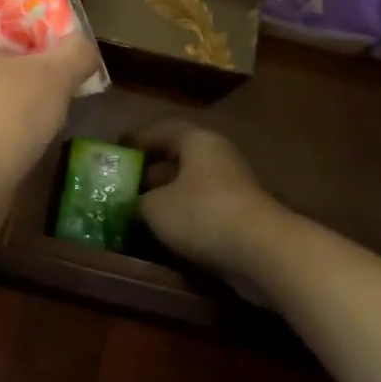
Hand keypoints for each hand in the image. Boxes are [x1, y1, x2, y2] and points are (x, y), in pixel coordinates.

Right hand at [134, 119, 292, 295]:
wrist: (263, 251)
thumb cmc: (202, 214)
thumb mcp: (155, 207)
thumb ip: (139, 200)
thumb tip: (136, 202)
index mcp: (196, 141)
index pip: (161, 130)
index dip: (137, 139)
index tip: (117, 151)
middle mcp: (217, 155)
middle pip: (178, 156)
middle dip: (151, 170)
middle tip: (125, 183)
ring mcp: (233, 185)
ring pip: (192, 184)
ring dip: (168, 195)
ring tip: (141, 210)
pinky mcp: (242, 214)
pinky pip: (205, 207)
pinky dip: (186, 215)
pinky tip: (168, 232)